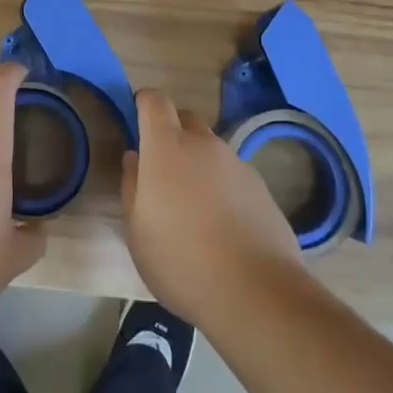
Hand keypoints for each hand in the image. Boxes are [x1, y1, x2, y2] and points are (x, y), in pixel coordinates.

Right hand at [121, 88, 304, 327]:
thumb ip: (131, 186)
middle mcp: (203, 144)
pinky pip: (232, 173)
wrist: (256, 291)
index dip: (144, 103)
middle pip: (186, 118)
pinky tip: (222, 224)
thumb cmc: (181, 260)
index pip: (154, 101)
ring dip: (198, 162)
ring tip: (194, 206)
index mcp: (167, 147)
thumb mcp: (137, 230)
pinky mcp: (261, 187)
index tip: (136, 119)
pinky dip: (222, 186)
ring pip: (211, 148)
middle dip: (172, 132)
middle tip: (163, 169)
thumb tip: (135, 158)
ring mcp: (236, 163)